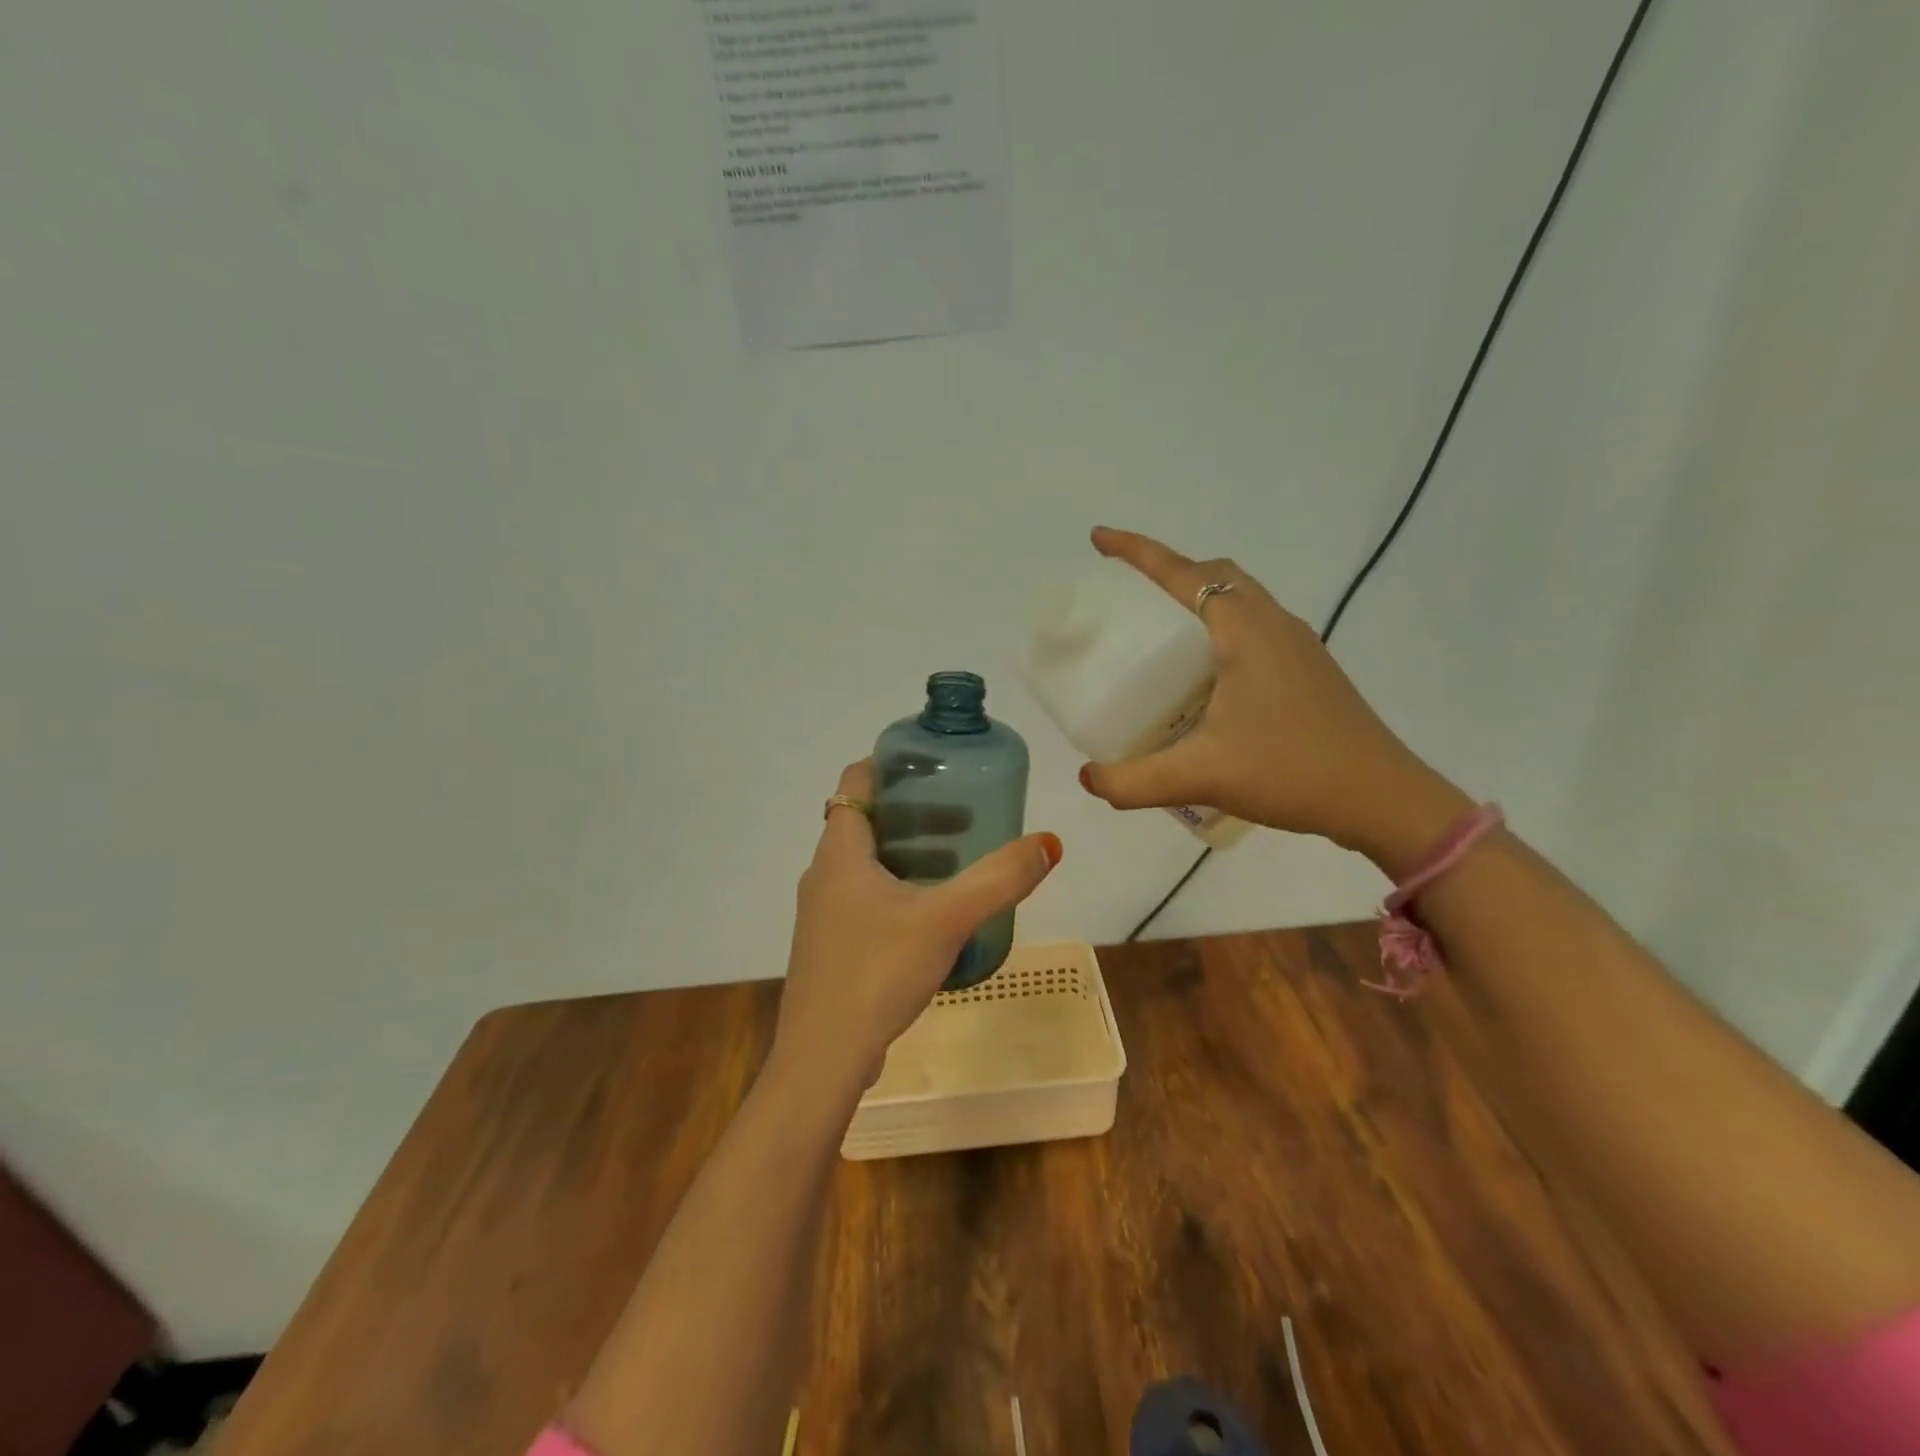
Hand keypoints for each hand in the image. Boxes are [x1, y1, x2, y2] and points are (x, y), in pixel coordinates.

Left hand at [773, 760, 1063, 1094]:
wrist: (823, 1060)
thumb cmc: (877, 972)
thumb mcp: (946, 919)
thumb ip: (999, 880)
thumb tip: (1049, 843)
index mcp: (840, 852)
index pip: (856, 781)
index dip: (891, 765)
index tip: (936, 766)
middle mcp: (824, 874)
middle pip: (868, 821)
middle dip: (916, 814)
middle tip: (965, 818)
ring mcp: (824, 914)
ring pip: (868, 863)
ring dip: (910, 854)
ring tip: (958, 864)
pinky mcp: (832, 947)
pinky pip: (867, 899)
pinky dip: (900, 890)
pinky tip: (935, 918)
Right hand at [1078, 528, 1470, 870]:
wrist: (1382, 799)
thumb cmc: (1291, 771)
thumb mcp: (1200, 777)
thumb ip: (1133, 780)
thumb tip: (1088, 779)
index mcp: (1246, 630)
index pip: (1182, 574)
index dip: (1137, 552)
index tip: (1099, 539)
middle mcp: (1274, 625)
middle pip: (1215, 576)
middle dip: (1169, 570)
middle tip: (1129, 594)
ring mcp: (1298, 647)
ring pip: (1241, 600)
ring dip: (1198, 600)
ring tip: (1161, 635)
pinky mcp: (1309, 672)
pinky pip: (1255, 629)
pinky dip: (1220, 630)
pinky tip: (1206, 679)